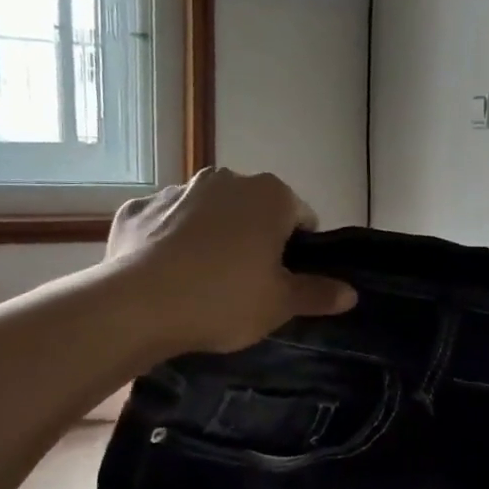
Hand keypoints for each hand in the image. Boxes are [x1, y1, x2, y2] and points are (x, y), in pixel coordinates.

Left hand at [106, 168, 355, 354]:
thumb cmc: (224, 299)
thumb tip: (351, 293)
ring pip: (208, 213)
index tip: (286, 279)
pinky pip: (164, 224)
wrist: (136, 307)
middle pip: (253, 210)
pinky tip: (165, 274)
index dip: (299, 250)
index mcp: (270, 196)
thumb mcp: (281, 304)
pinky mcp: (137, 209)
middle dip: (254, 238)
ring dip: (212, 236)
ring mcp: (176, 191)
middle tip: (248, 283)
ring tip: (202, 281)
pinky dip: (169, 241)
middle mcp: (225, 181)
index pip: (301, 217)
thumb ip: (318, 293)